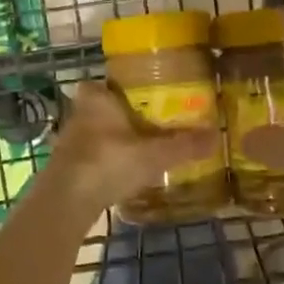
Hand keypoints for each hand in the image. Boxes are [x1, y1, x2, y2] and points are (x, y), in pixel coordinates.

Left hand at [42, 81, 217, 213]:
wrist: (66, 202)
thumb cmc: (108, 163)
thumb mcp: (153, 154)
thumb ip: (184, 145)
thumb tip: (217, 135)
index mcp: (97, 98)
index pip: (106, 82)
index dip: (123, 87)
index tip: (145, 95)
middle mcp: (79, 113)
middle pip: (104, 107)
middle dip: (124, 115)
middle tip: (152, 123)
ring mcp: (69, 140)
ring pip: (98, 132)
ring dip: (115, 139)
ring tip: (143, 148)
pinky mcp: (66, 166)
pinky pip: (93, 155)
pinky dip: (107, 160)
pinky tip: (124, 171)